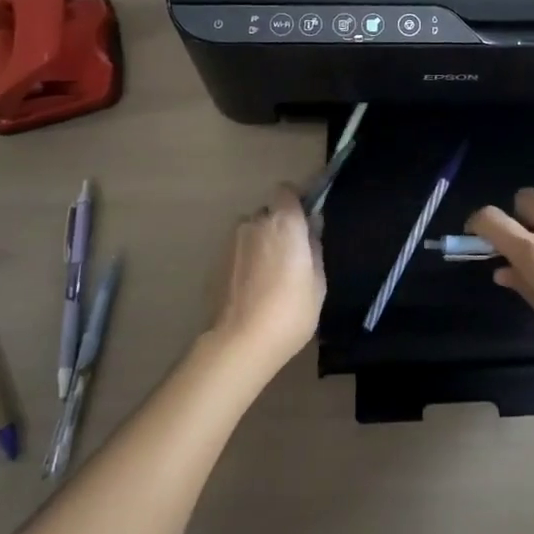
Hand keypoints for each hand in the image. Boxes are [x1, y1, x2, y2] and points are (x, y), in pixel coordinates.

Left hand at [206, 186, 324, 379]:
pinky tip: (250, 290)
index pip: (286, 190)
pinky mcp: (215, 263)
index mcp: (284, 222)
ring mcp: (231, 242)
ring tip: (266, 276)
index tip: (303, 220)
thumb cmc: (289, 311)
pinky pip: (236, 252)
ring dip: (258, 243)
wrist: (238, 344)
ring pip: (250, 232)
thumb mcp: (317, 283)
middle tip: (288, 255)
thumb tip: (310, 232)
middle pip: (268, 213)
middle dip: (277, 226)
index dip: (295, 201)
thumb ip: (314, 249)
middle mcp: (255, 223)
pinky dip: (243, 262)